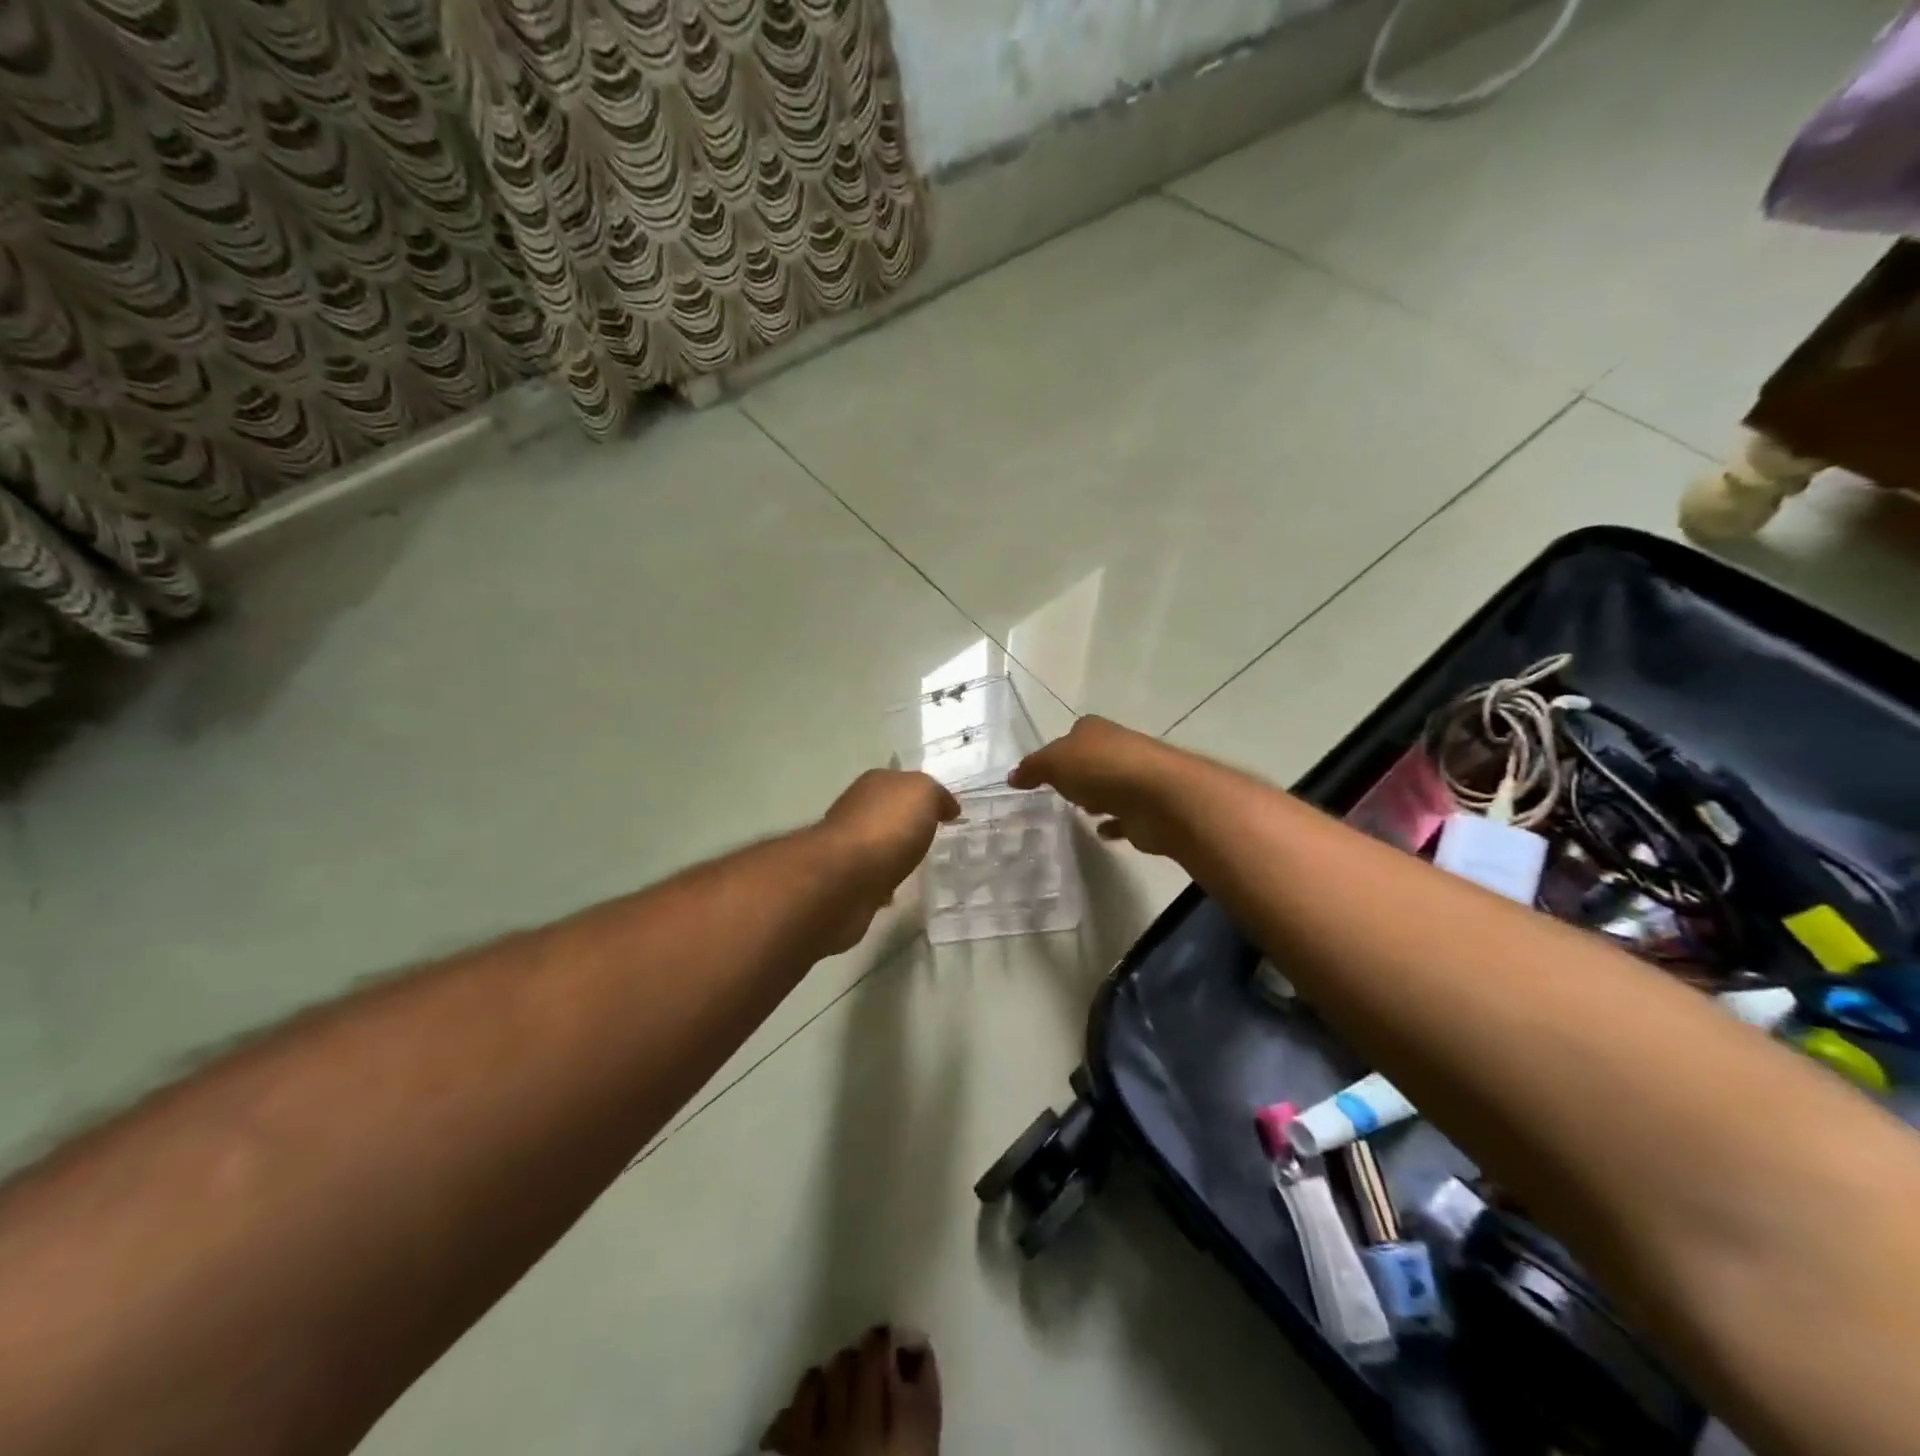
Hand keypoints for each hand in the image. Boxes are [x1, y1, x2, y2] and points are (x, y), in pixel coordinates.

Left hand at [818, 769, 961, 900]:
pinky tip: (895, 892)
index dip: (924, 795)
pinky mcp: (843, 879)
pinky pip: (871, 877)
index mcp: (875, 782)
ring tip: (917, 867)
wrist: (845, 877)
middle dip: (907, 823)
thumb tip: (946, 806)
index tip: (946, 813)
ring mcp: (846, 845)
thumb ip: (936, 794)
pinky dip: (882, 882)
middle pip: (887, 812)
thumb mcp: (923, 793)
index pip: (902, 782)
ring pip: (877, 845)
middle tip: (933, 840)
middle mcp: (856, 808)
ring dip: (893, 854)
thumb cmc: (888, 826)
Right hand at [1008, 716, 1195, 856]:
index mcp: (1095, 730)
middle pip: (1093, 760)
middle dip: (1078, 774)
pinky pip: (1124, 817)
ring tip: (1079, 812)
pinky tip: (1101, 832)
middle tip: (1058, 792)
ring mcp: (1136, 779)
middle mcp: (1118, 748)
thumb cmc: (1102, 769)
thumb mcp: (1055, 763)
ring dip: (1097, 797)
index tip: (1043, 771)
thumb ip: (1033, 768)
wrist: (1160, 797)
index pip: (1073, 734)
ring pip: (1110, 787)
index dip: (1058, 749)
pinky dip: (1114, 823)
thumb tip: (1012, 776)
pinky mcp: (1146, 810)